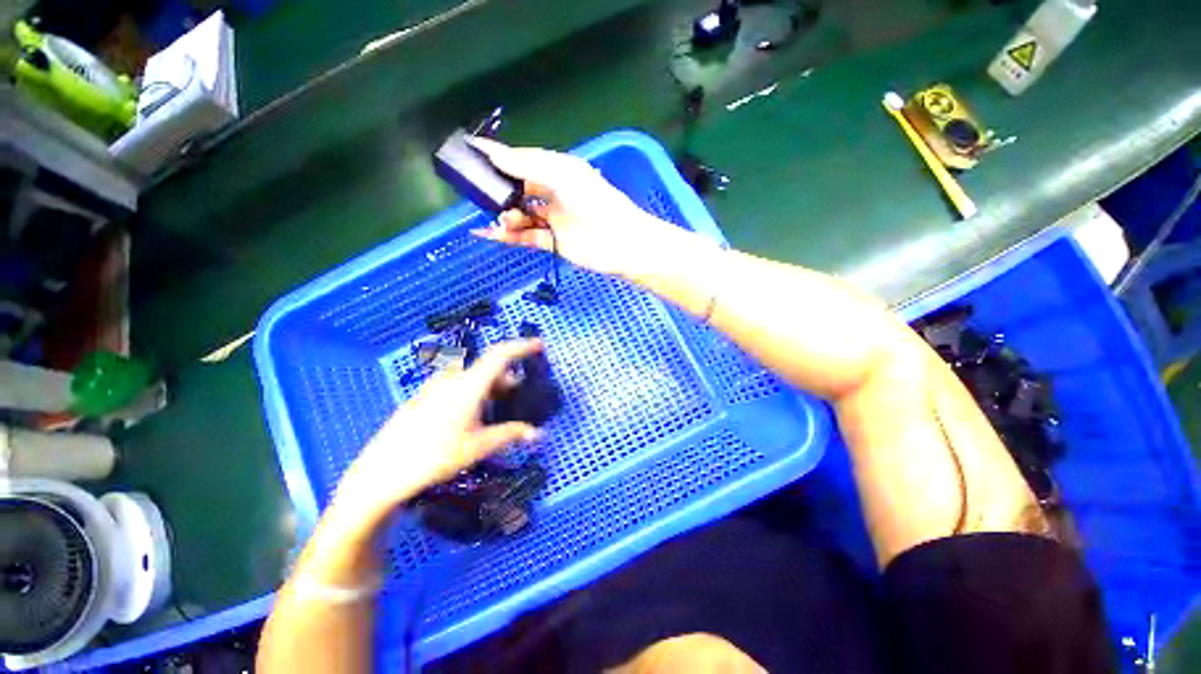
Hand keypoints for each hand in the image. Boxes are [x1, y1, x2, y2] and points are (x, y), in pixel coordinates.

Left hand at [333, 339, 543, 525]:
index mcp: (468, 385)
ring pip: (472, 378)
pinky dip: (474, 392)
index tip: (540, 345)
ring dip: (490, 387)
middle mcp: (452, 379)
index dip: (522, 346)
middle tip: (519, 396)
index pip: (500, 355)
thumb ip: (511, 434)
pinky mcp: (424, 397)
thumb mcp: (478, 446)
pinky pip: (457, 385)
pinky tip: (471, 417)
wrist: (382, 471)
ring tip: (497, 409)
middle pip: (488, 368)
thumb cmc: (435, 457)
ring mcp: (435, 387)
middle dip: (507, 378)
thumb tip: (538, 433)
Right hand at [466, 137, 675, 276]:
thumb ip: (528, 166)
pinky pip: (525, 236)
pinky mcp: (552, 242)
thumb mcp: (561, 175)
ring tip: (503, 220)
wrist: (620, 242)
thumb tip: (494, 154)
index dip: (498, 156)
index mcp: (558, 170)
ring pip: (520, 214)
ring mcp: (552, 219)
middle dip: (499, 189)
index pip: (522, 159)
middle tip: (480, 192)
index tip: (470, 150)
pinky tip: (490, 234)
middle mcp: (553, 193)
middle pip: (518, 188)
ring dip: (506, 216)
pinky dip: (508, 236)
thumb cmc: (595, 202)